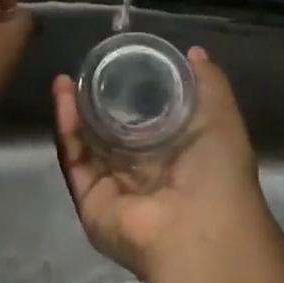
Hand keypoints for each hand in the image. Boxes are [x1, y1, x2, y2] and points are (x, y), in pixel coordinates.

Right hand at [53, 46, 272, 281]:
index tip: (117, 65)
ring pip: (87, 146)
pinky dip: (67, 130)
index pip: (144, 123)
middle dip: (94, 103)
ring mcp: (114, 190)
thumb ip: (208, 84)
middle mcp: (142, 175)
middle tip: (85, 71)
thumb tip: (193, 52)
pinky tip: (63, 99)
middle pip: (109, 134)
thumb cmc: (217, 173)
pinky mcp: (90, 200)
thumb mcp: (220, 118)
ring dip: (74, 112)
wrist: (200, 230)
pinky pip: (75, 161)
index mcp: (174, 158)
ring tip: (65, 80)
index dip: (129, 95)